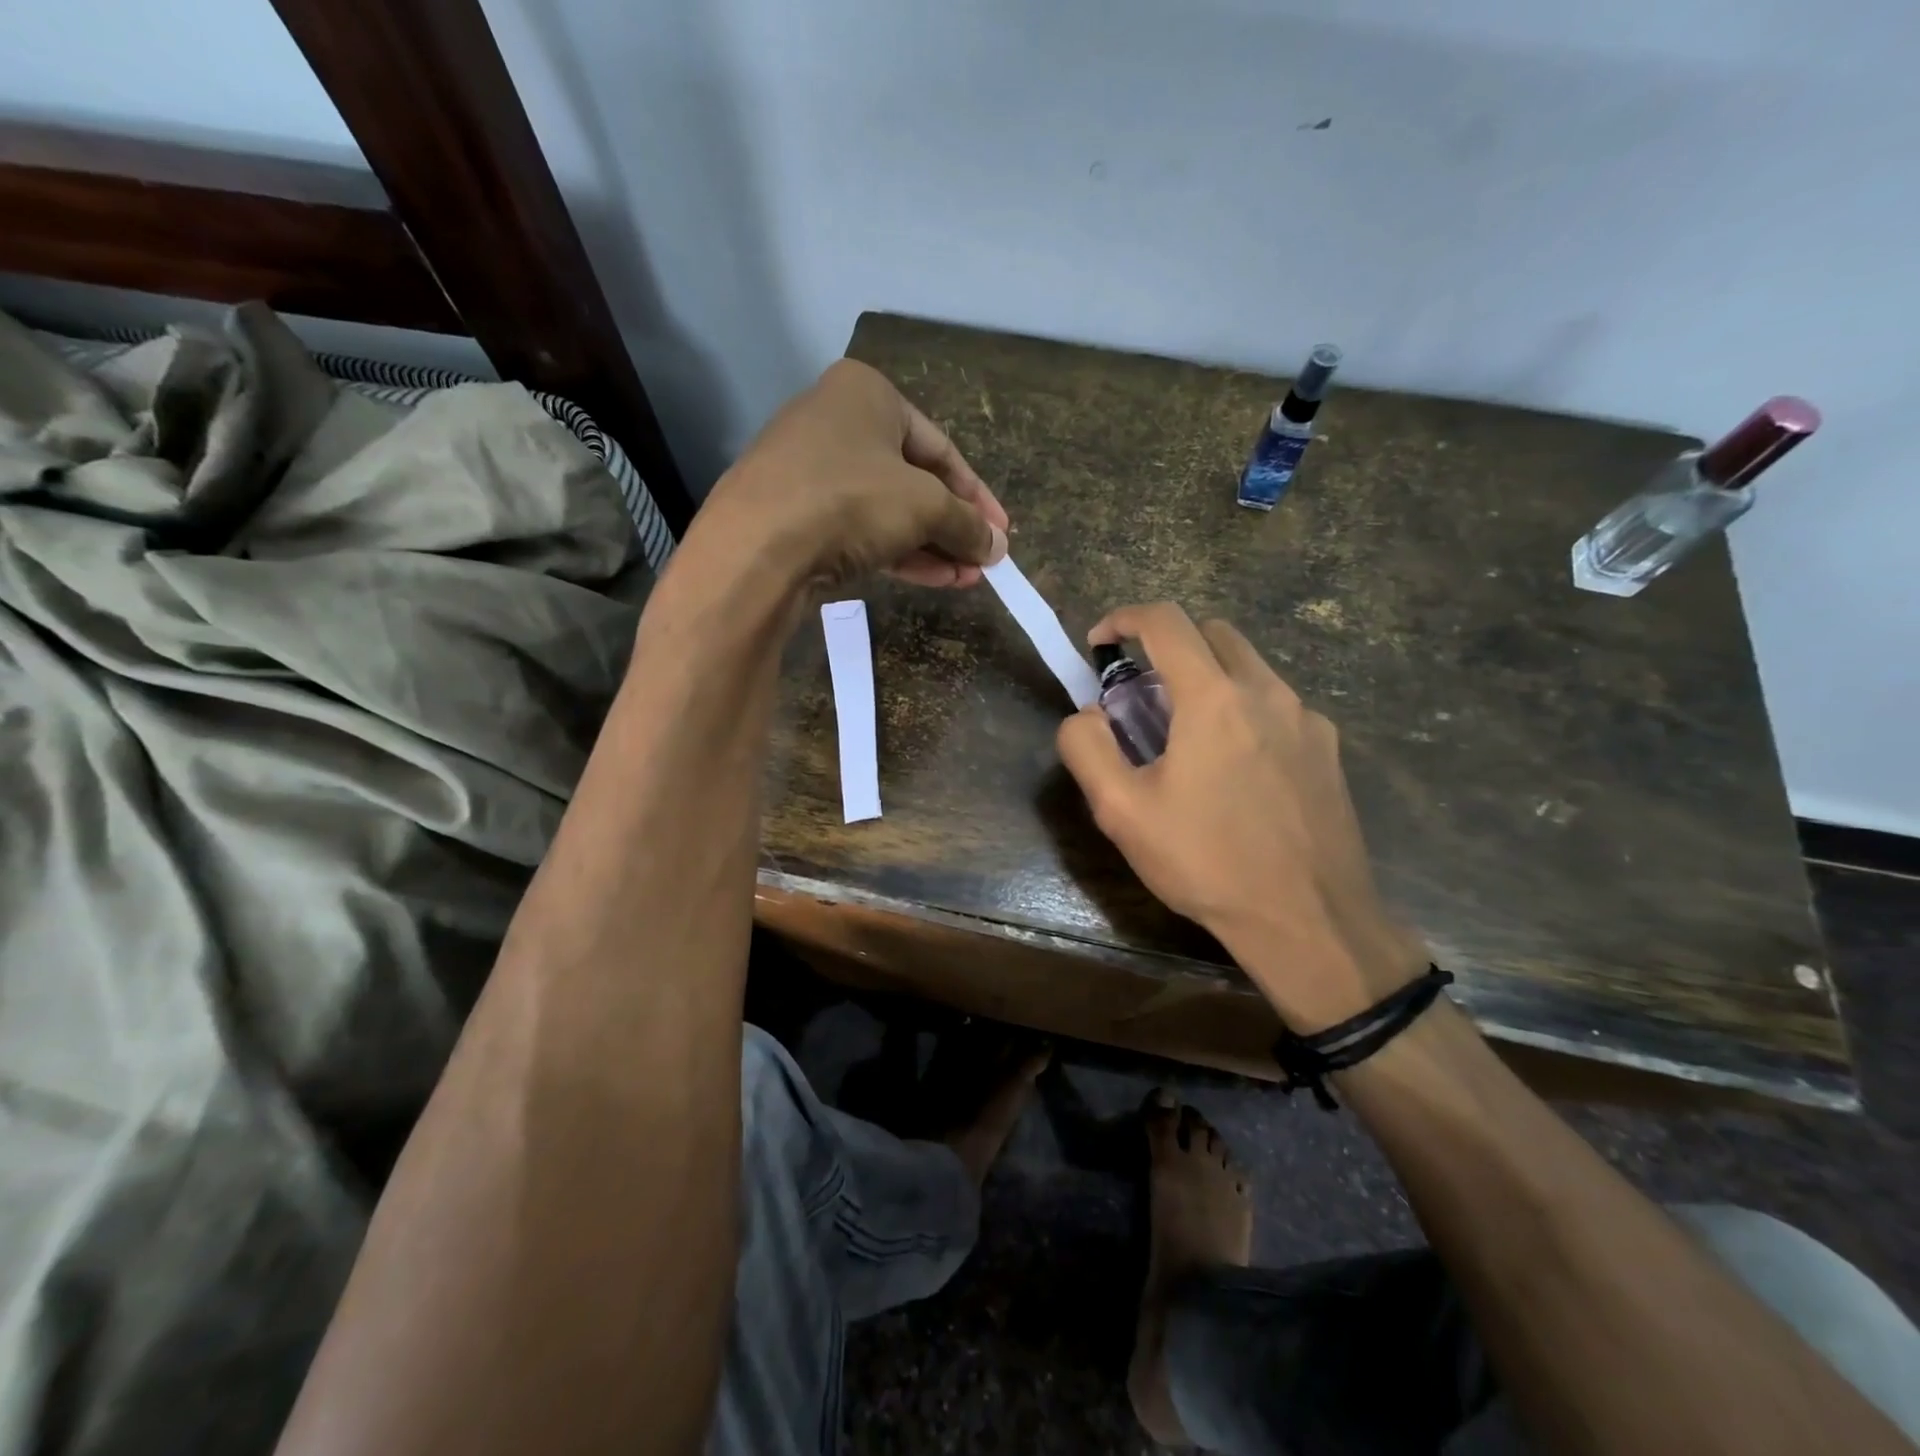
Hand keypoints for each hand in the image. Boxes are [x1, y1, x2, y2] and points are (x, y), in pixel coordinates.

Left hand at [692, 359, 1008, 592]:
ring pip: (886, 510)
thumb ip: (967, 524)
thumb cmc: (851, 500)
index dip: (977, 495)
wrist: (757, 548)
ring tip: (966, 578)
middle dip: (953, 526)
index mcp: (867, 394)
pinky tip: (933, 579)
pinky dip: (897, 553)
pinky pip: (858, 531)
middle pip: (913, 480)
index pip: (940, 448)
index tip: (1002, 532)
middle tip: (984, 561)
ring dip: (931, 546)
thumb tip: (996, 547)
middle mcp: (835, 423)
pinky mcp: (795, 516)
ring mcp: (810, 471)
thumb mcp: (925, 506)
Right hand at [1056, 602, 1427, 1031]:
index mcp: (1213, 698)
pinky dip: (1244, 710)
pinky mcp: (1328, 749)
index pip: (1165, 621)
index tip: (1100, 643)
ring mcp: (1306, 718)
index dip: (1124, 619)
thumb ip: (1087, 748)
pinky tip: (1235, 770)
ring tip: (1187, 739)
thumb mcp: (1122, 812)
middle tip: (1143, 697)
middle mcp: (1267, 691)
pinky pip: (1277, 705)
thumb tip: (1086, 715)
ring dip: (1208, 679)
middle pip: (1212, 633)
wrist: (1308, 921)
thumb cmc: (1206, 863)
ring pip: (1249, 667)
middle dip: (1169, 647)